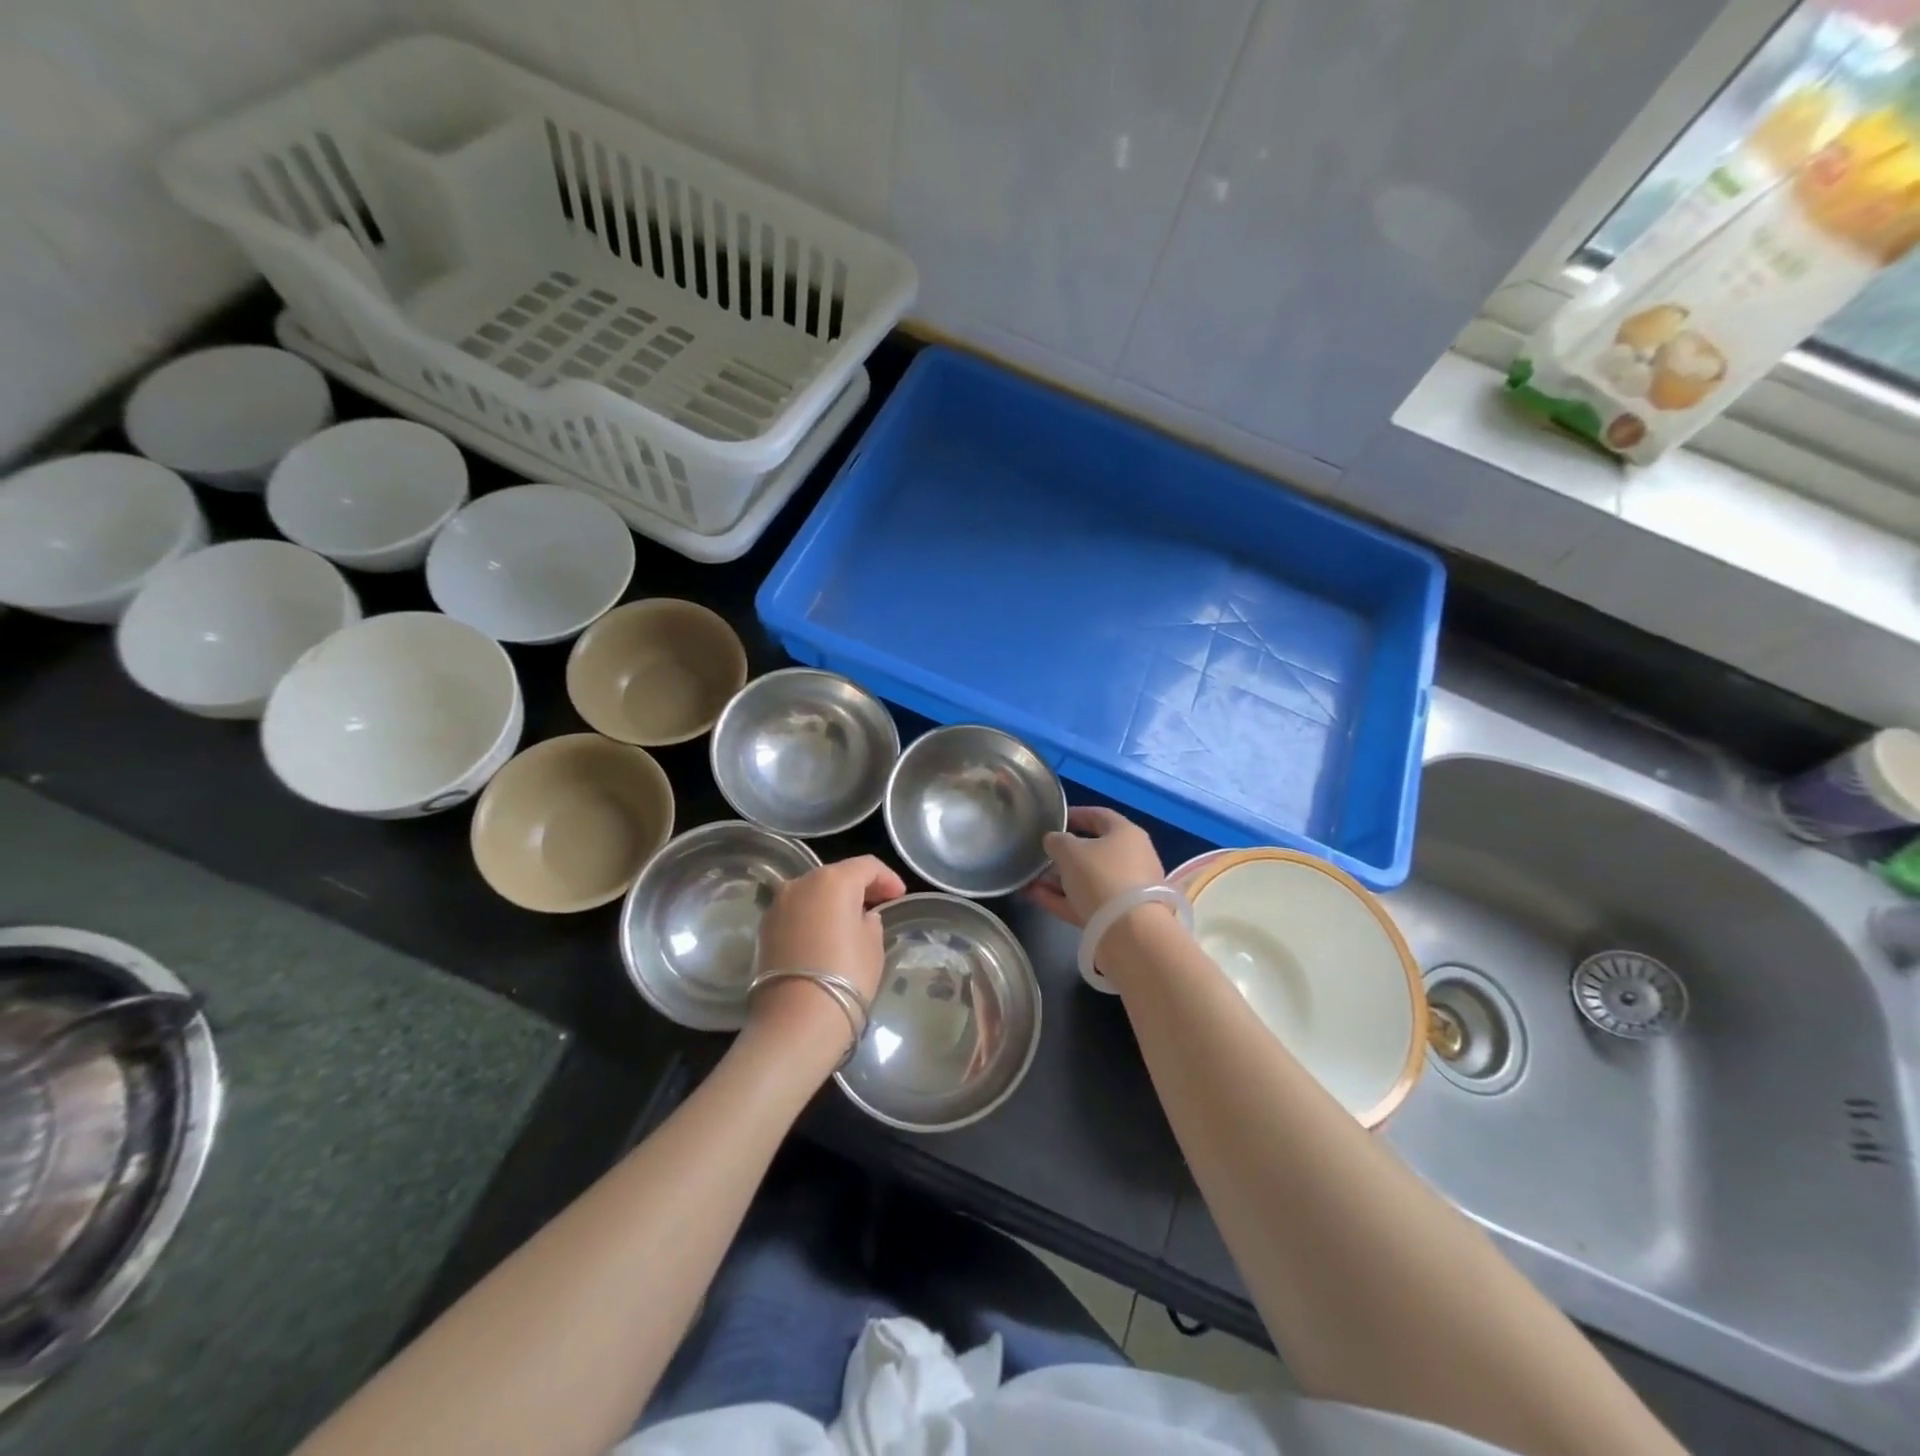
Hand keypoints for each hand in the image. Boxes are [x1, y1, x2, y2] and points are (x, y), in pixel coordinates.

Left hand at [748, 856, 905, 1066]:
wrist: (796, 1020)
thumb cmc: (846, 976)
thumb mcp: (873, 946)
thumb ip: (870, 922)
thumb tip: (862, 916)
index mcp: (833, 880)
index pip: (866, 866)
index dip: (887, 878)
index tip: (899, 896)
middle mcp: (801, 883)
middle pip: (836, 875)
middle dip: (859, 887)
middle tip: (878, 905)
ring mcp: (778, 905)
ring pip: (812, 892)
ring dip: (833, 901)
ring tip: (851, 921)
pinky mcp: (765, 928)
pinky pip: (796, 912)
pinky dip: (813, 916)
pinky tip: (825, 935)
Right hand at [1030, 806, 1166, 926]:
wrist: (1129, 931)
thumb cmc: (1100, 876)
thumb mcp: (1070, 852)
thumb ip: (1056, 841)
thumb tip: (1053, 841)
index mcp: (1127, 834)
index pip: (1100, 816)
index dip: (1076, 814)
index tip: (1054, 819)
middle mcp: (1133, 858)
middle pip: (1095, 850)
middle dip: (1065, 854)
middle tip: (1041, 854)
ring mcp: (1128, 889)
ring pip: (1089, 879)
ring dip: (1060, 879)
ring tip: (1031, 880)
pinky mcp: (1120, 916)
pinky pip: (1088, 901)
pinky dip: (1064, 898)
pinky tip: (1036, 897)